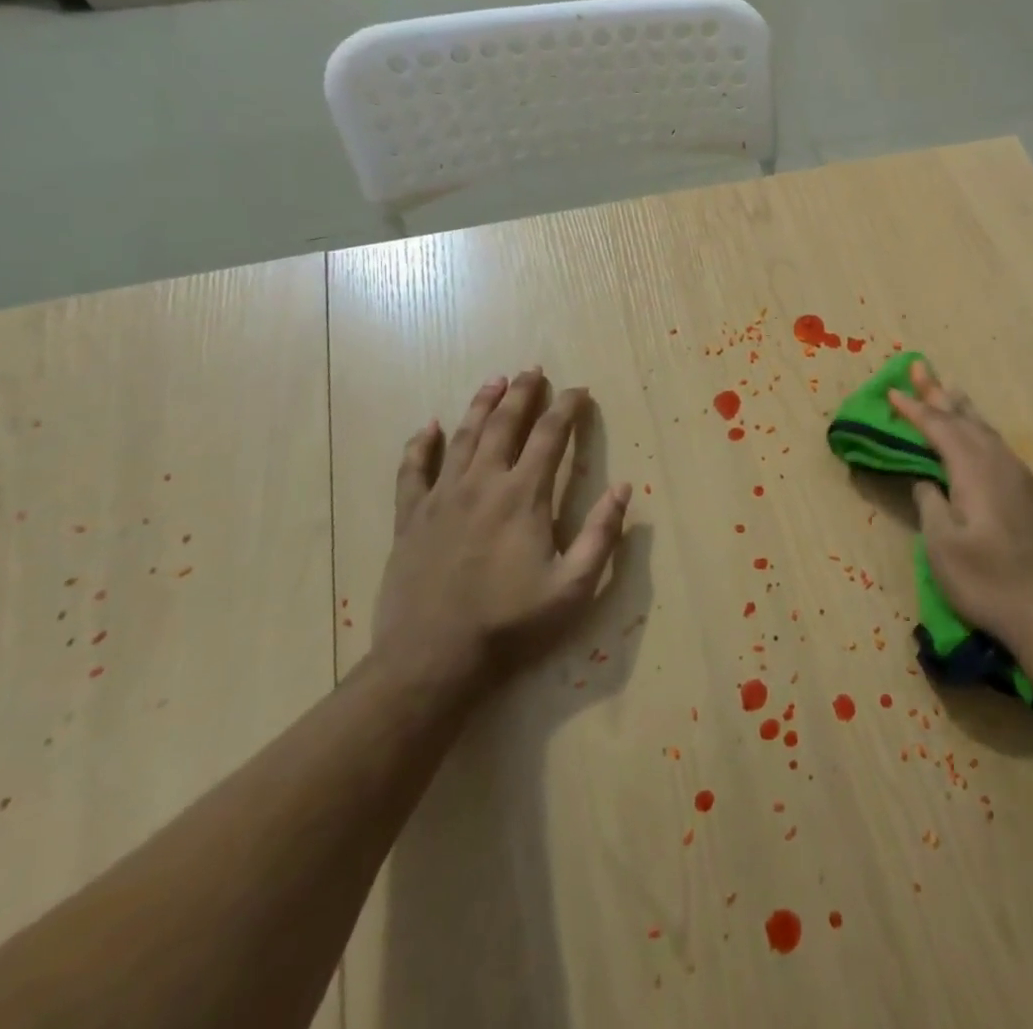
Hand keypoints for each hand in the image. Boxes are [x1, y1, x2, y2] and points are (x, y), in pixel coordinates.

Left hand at [373, 369, 630, 697]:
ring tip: (494, 381)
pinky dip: (420, 445)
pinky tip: (428, 427)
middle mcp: (482, 484)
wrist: (432, 660)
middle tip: (533, 371)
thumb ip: (601, 534)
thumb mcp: (574, 586)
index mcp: (524, 495)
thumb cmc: (511, 624)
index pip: (550, 435)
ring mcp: (441, 498)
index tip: (579, 390)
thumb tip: (623, 488)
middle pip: (504, 424)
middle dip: (522, 394)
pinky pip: (412, 471)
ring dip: (481, 405)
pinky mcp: (409, 519)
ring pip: (463, 437)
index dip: (567, 408)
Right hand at [888, 359, 1032, 651]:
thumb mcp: (943, 547)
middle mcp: (1001, 464)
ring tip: (948, 390)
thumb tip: (927, 480)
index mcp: (975, 471)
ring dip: (963, 410)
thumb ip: (931, 504)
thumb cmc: (988, 582)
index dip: (915, 410)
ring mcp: (1022, 478)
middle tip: (919, 368)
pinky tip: (980, 438)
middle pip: (966, 420)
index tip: (893, 391)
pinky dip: (981, 432)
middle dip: (939, 395)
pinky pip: (1000, 448)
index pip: (940, 429)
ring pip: (987, 432)